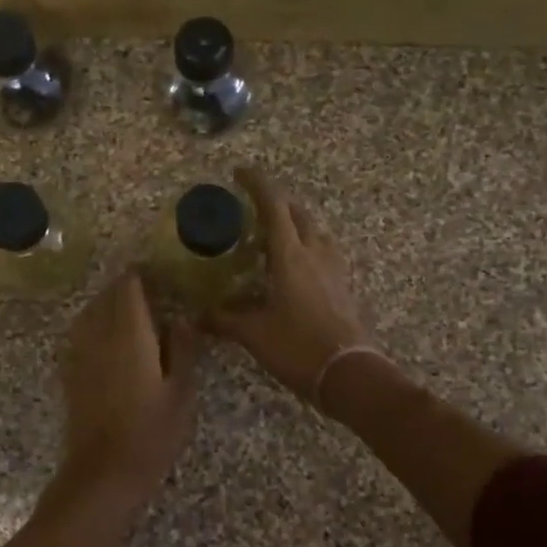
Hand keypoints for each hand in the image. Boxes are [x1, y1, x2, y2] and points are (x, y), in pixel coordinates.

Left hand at [60, 269, 202, 498]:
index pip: (129, 285)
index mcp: (129, 332)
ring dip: (110, 305)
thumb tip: (182, 317)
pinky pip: (82, 332)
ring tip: (135, 314)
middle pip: (108, 295)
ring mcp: (80, 351)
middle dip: (127, 288)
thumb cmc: (151, 433)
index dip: (143, 276)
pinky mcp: (71, 370)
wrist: (103, 473)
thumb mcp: (181, 391)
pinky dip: (97, 326)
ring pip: (91, 311)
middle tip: (154, 294)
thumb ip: (182, 348)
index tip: (162, 276)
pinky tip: (114, 341)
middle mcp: (99, 333)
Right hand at [208, 167, 374, 402]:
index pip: (273, 206)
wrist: (350, 374)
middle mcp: (315, 253)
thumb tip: (197, 315)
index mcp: (290, 255)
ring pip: (315, 232)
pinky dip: (307, 247)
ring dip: (295, 225)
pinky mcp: (343, 286)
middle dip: (276, 203)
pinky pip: (324, 253)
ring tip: (274, 236)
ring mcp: (334, 269)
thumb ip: (224, 319)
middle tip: (253, 209)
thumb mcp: (254, 333)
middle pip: (298, 214)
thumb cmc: (298, 346)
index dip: (257, 184)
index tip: (240, 172)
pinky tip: (295, 267)